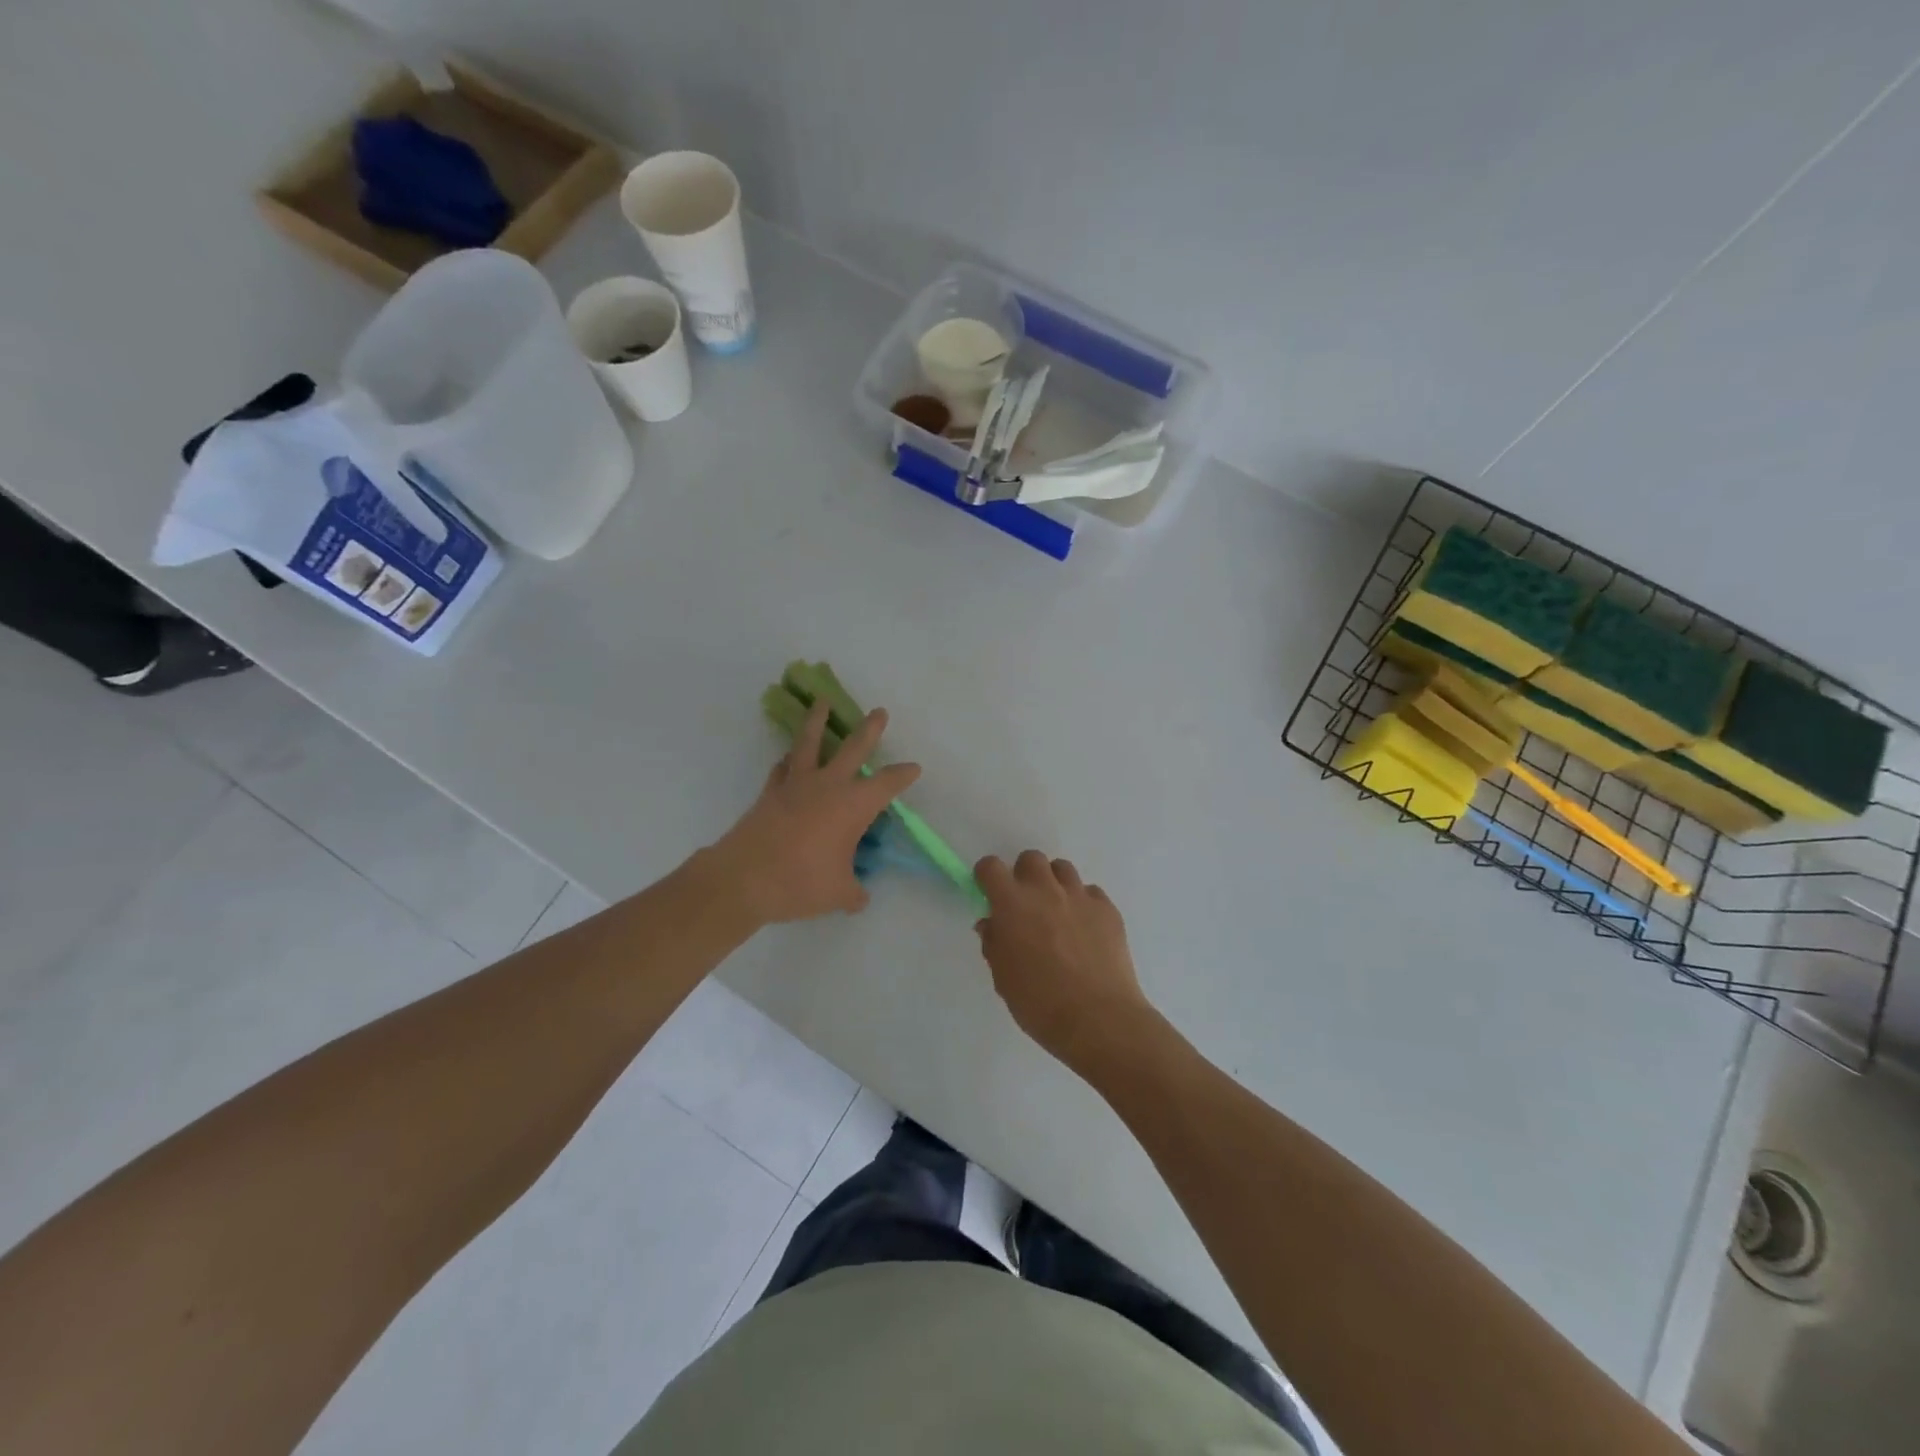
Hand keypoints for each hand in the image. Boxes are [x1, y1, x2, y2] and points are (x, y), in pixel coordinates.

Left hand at [712, 698, 920, 924]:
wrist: (744, 879)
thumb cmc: (801, 883)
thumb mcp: (839, 894)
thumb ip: (854, 893)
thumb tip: (859, 898)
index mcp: (854, 805)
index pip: (887, 784)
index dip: (903, 775)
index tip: (914, 768)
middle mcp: (828, 786)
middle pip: (854, 749)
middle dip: (870, 730)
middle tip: (879, 712)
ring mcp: (796, 785)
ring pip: (809, 743)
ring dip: (817, 721)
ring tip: (821, 703)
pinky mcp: (770, 793)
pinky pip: (782, 768)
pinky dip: (788, 761)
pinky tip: (788, 759)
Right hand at [974, 851, 1157, 1076]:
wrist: (1099, 1019)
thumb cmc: (1040, 1003)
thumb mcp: (1003, 978)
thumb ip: (994, 944)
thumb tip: (992, 924)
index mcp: (1012, 904)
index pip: (990, 867)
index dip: (987, 877)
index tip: (989, 893)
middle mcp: (1045, 890)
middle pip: (1031, 859)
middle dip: (1024, 875)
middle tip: (1026, 905)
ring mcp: (1080, 896)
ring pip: (1062, 869)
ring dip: (1054, 884)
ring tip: (1057, 914)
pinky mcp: (1108, 909)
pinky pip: (1090, 892)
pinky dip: (1082, 904)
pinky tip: (1085, 931)